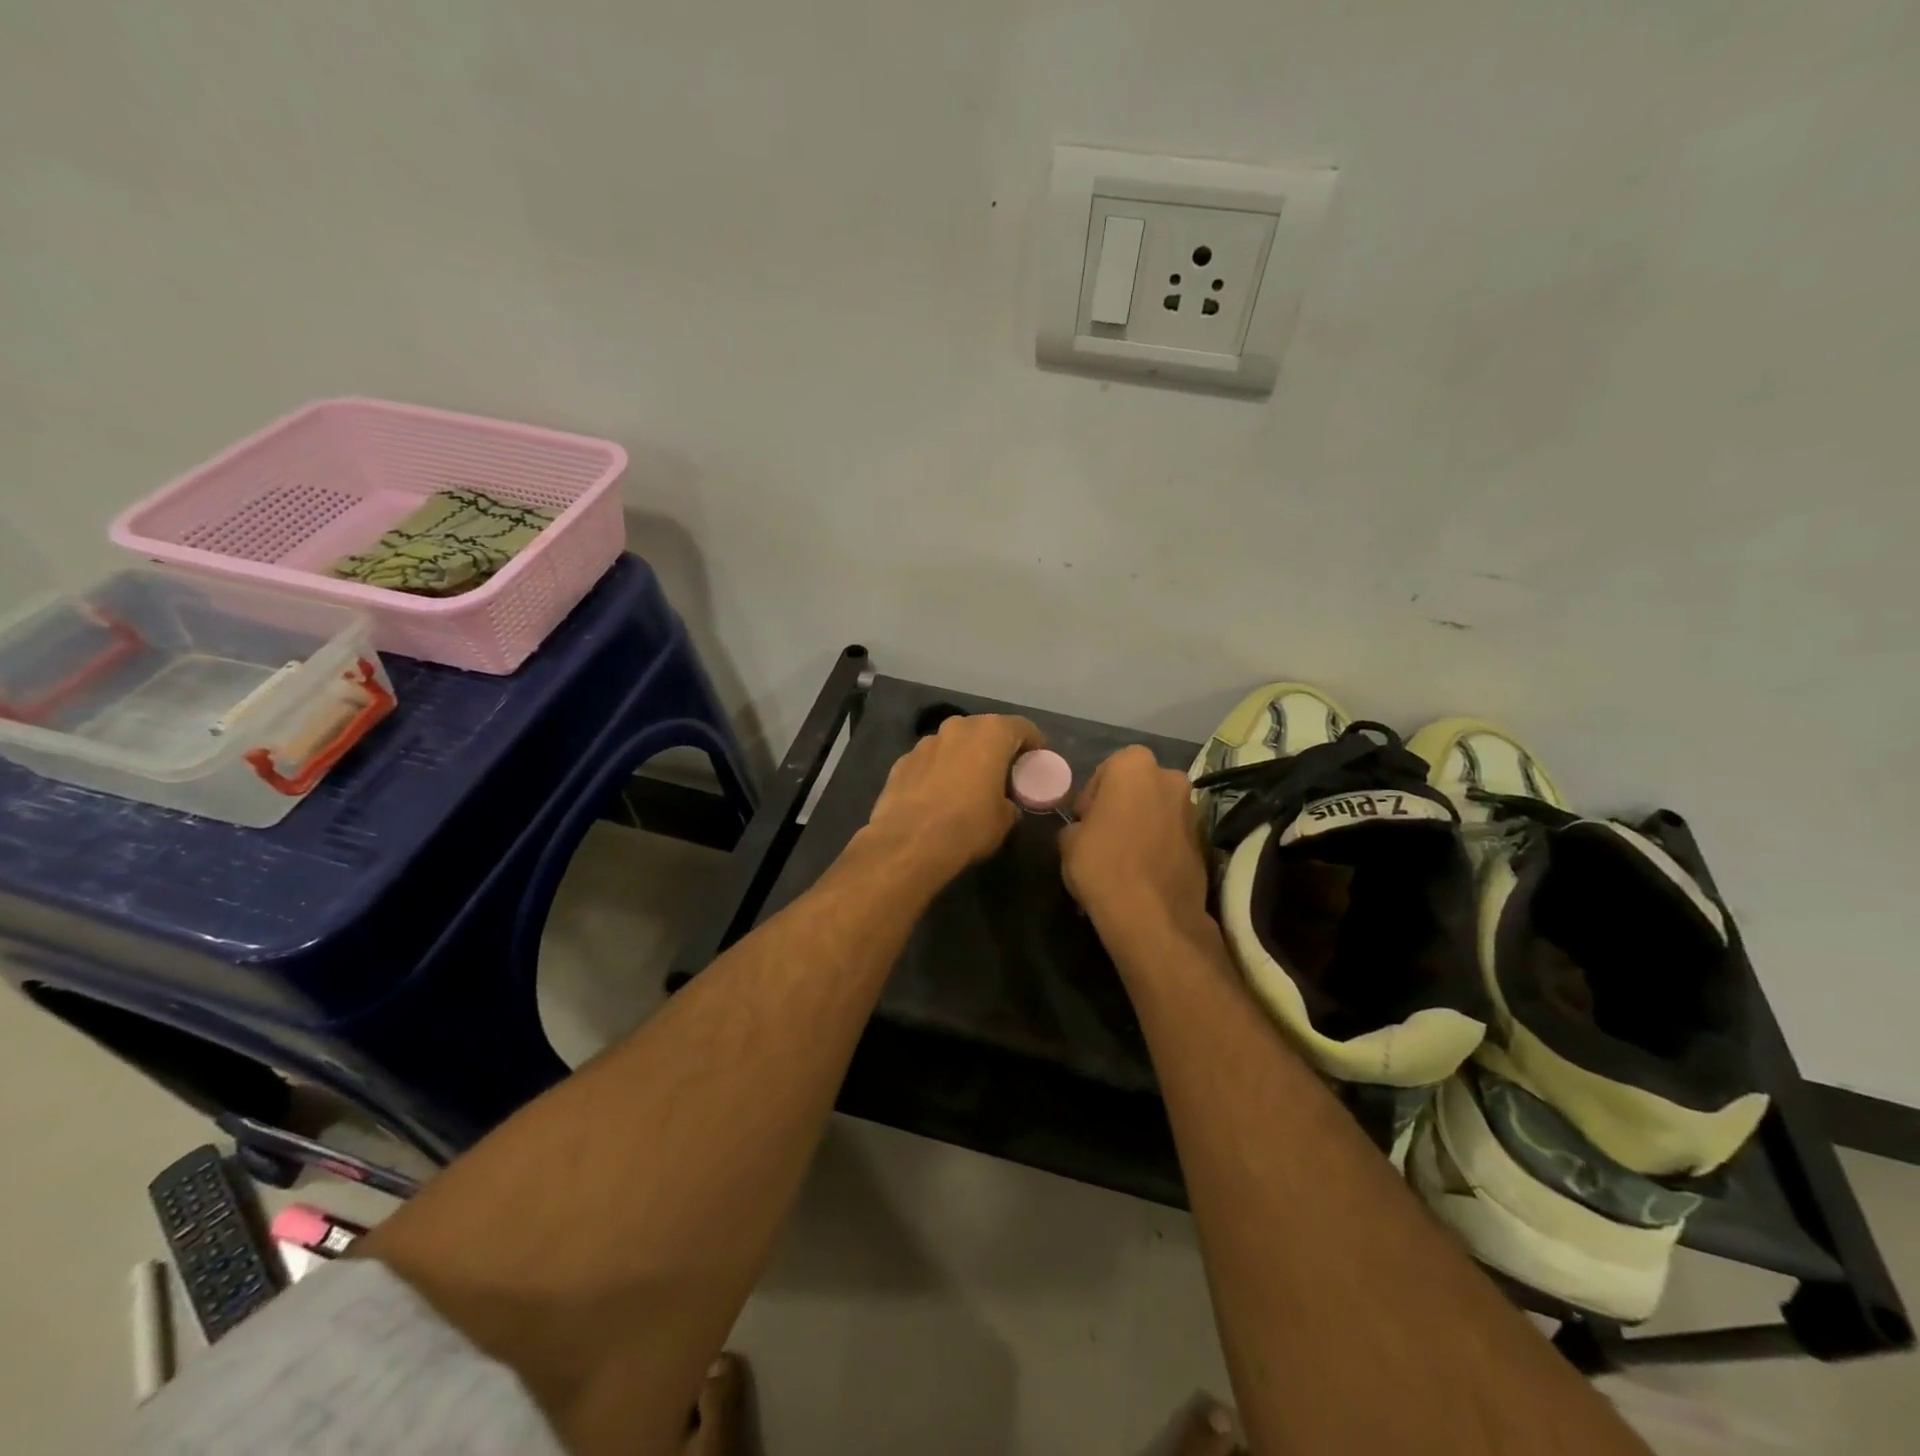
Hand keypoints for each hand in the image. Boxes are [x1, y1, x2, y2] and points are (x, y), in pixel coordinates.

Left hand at [860, 713, 1043, 889]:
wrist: (909, 843)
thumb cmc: (968, 825)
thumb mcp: (1005, 820)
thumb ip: (1010, 803)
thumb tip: (1005, 805)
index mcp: (990, 733)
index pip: (1022, 727)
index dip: (1034, 744)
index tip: (1036, 762)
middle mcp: (957, 727)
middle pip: (985, 730)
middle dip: (996, 748)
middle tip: (1003, 773)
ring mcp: (925, 742)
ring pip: (954, 743)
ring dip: (964, 758)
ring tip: (968, 785)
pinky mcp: (902, 761)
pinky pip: (930, 761)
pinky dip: (938, 771)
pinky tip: (938, 796)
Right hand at [1059, 745, 1212, 941]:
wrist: (1153, 916)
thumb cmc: (1102, 865)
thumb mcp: (1068, 841)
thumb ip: (1078, 824)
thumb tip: (1086, 829)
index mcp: (1134, 766)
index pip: (1108, 769)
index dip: (1093, 795)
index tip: (1085, 821)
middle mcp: (1170, 778)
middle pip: (1139, 786)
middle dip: (1123, 804)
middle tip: (1105, 834)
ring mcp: (1193, 810)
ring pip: (1159, 809)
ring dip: (1144, 823)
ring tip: (1126, 856)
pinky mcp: (1206, 842)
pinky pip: (1174, 834)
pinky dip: (1161, 844)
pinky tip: (1145, 870)